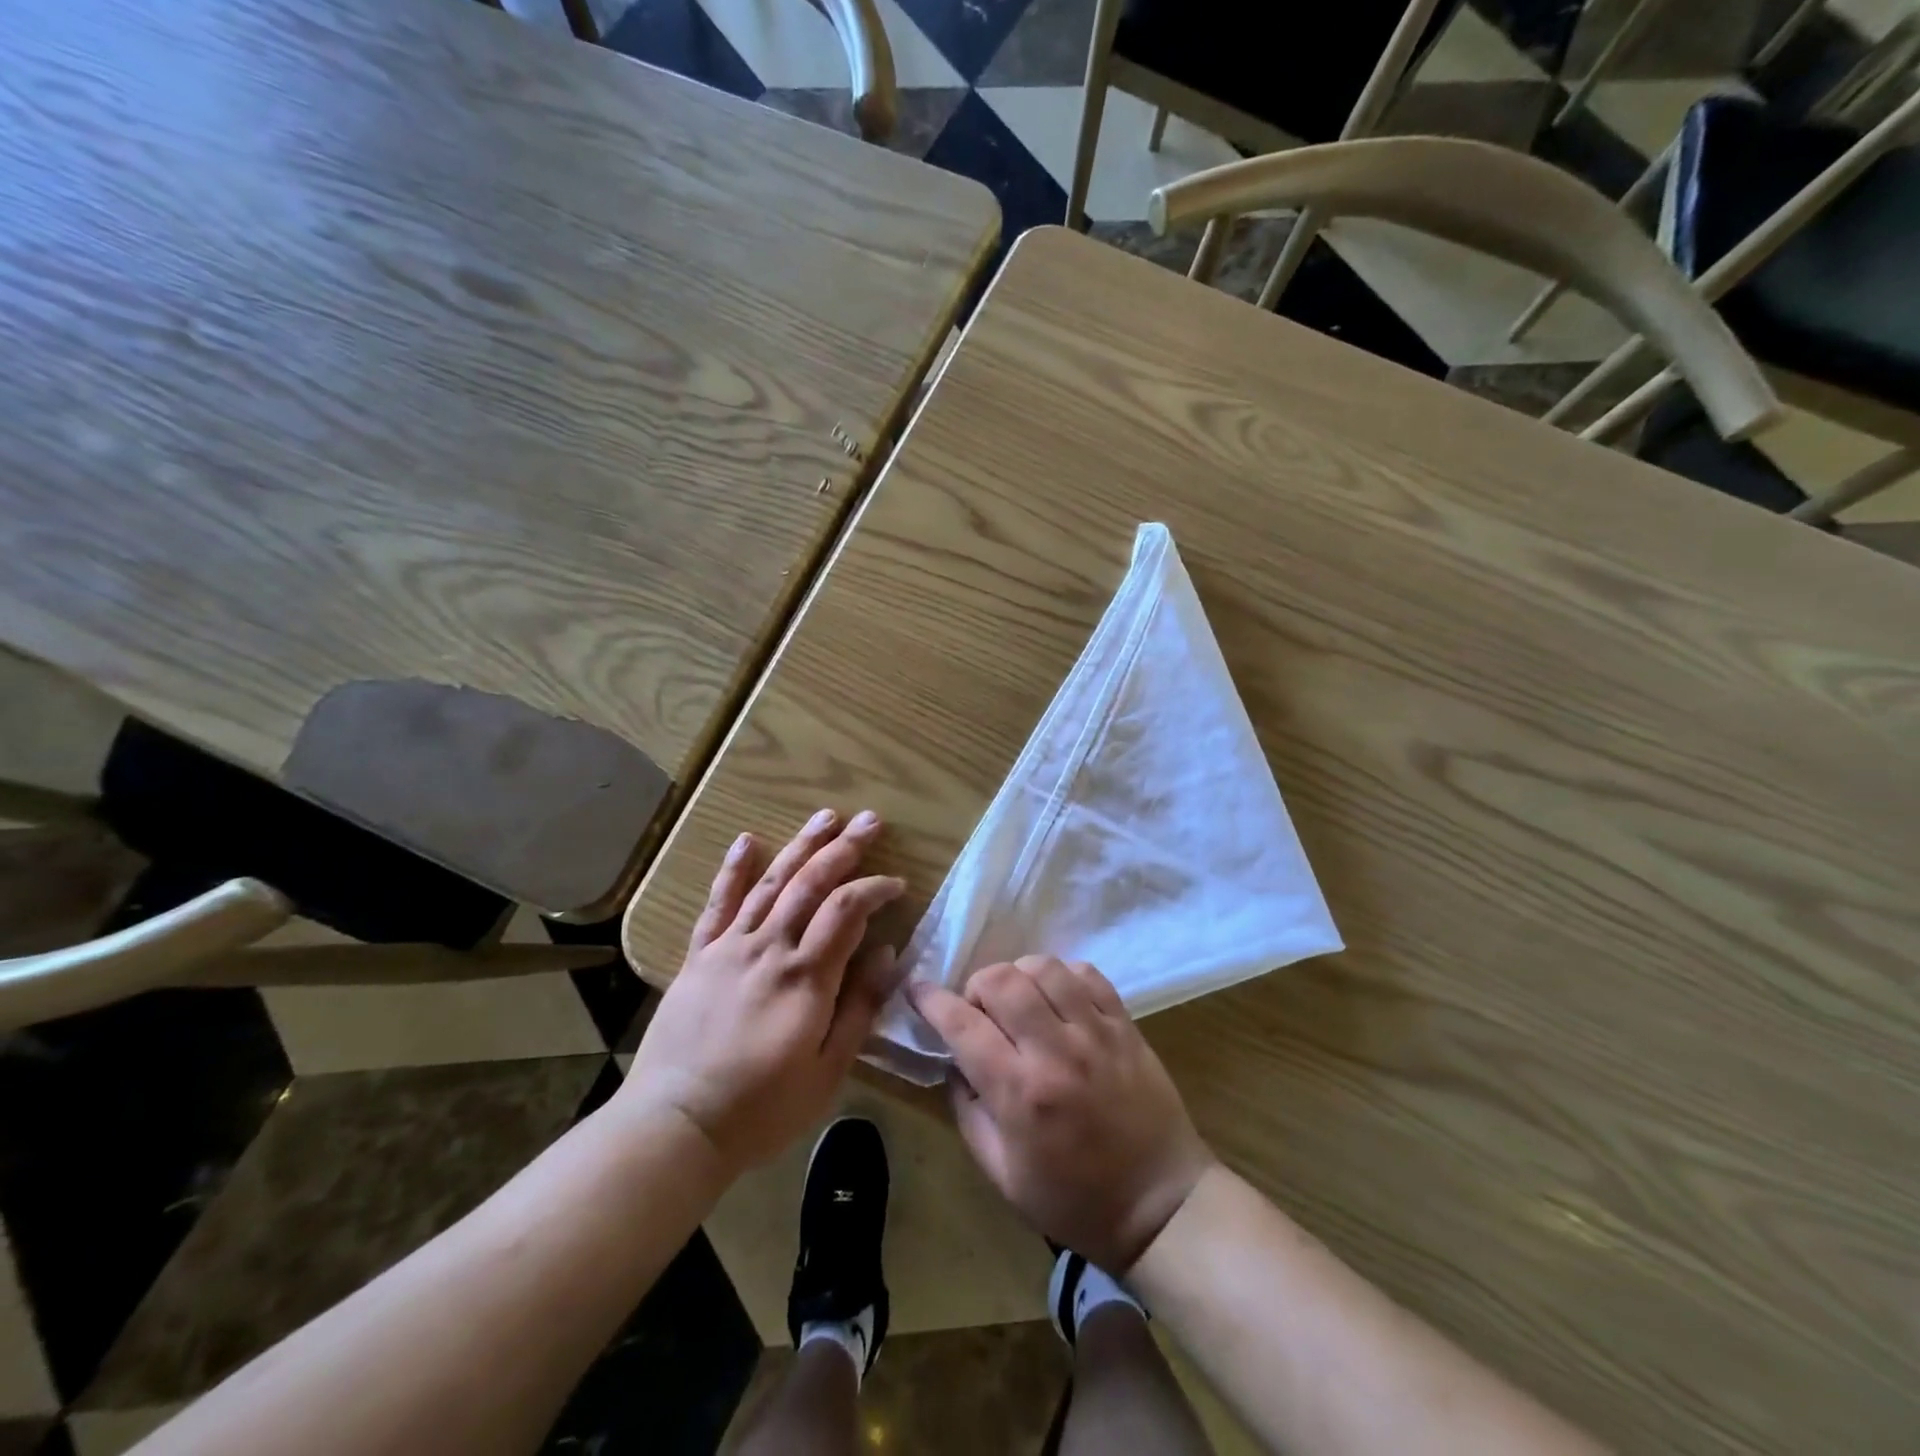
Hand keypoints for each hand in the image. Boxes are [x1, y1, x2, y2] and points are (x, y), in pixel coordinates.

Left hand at [618, 810, 904, 1175]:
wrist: (675, 1124)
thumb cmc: (761, 1108)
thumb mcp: (827, 1071)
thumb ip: (859, 1008)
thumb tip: (887, 953)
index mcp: (806, 977)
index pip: (848, 911)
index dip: (875, 889)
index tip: (897, 885)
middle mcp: (770, 948)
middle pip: (812, 884)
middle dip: (845, 848)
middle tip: (870, 822)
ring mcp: (730, 948)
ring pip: (772, 883)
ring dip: (801, 845)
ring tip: (826, 816)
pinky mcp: (700, 957)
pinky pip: (718, 904)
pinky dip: (733, 870)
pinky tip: (746, 841)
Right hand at [911, 957, 1215, 1272]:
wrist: (1161, 1205)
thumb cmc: (1074, 1200)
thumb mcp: (1002, 1174)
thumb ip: (969, 1111)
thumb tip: (954, 1062)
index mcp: (1019, 1094)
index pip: (963, 1026)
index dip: (932, 1000)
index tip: (917, 989)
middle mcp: (1055, 1052)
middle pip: (1002, 981)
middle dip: (977, 986)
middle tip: (979, 1010)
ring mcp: (1096, 1033)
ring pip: (1045, 968)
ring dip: (1019, 975)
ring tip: (1019, 1000)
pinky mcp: (1125, 1026)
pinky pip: (1088, 974)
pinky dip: (1063, 975)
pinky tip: (1058, 998)